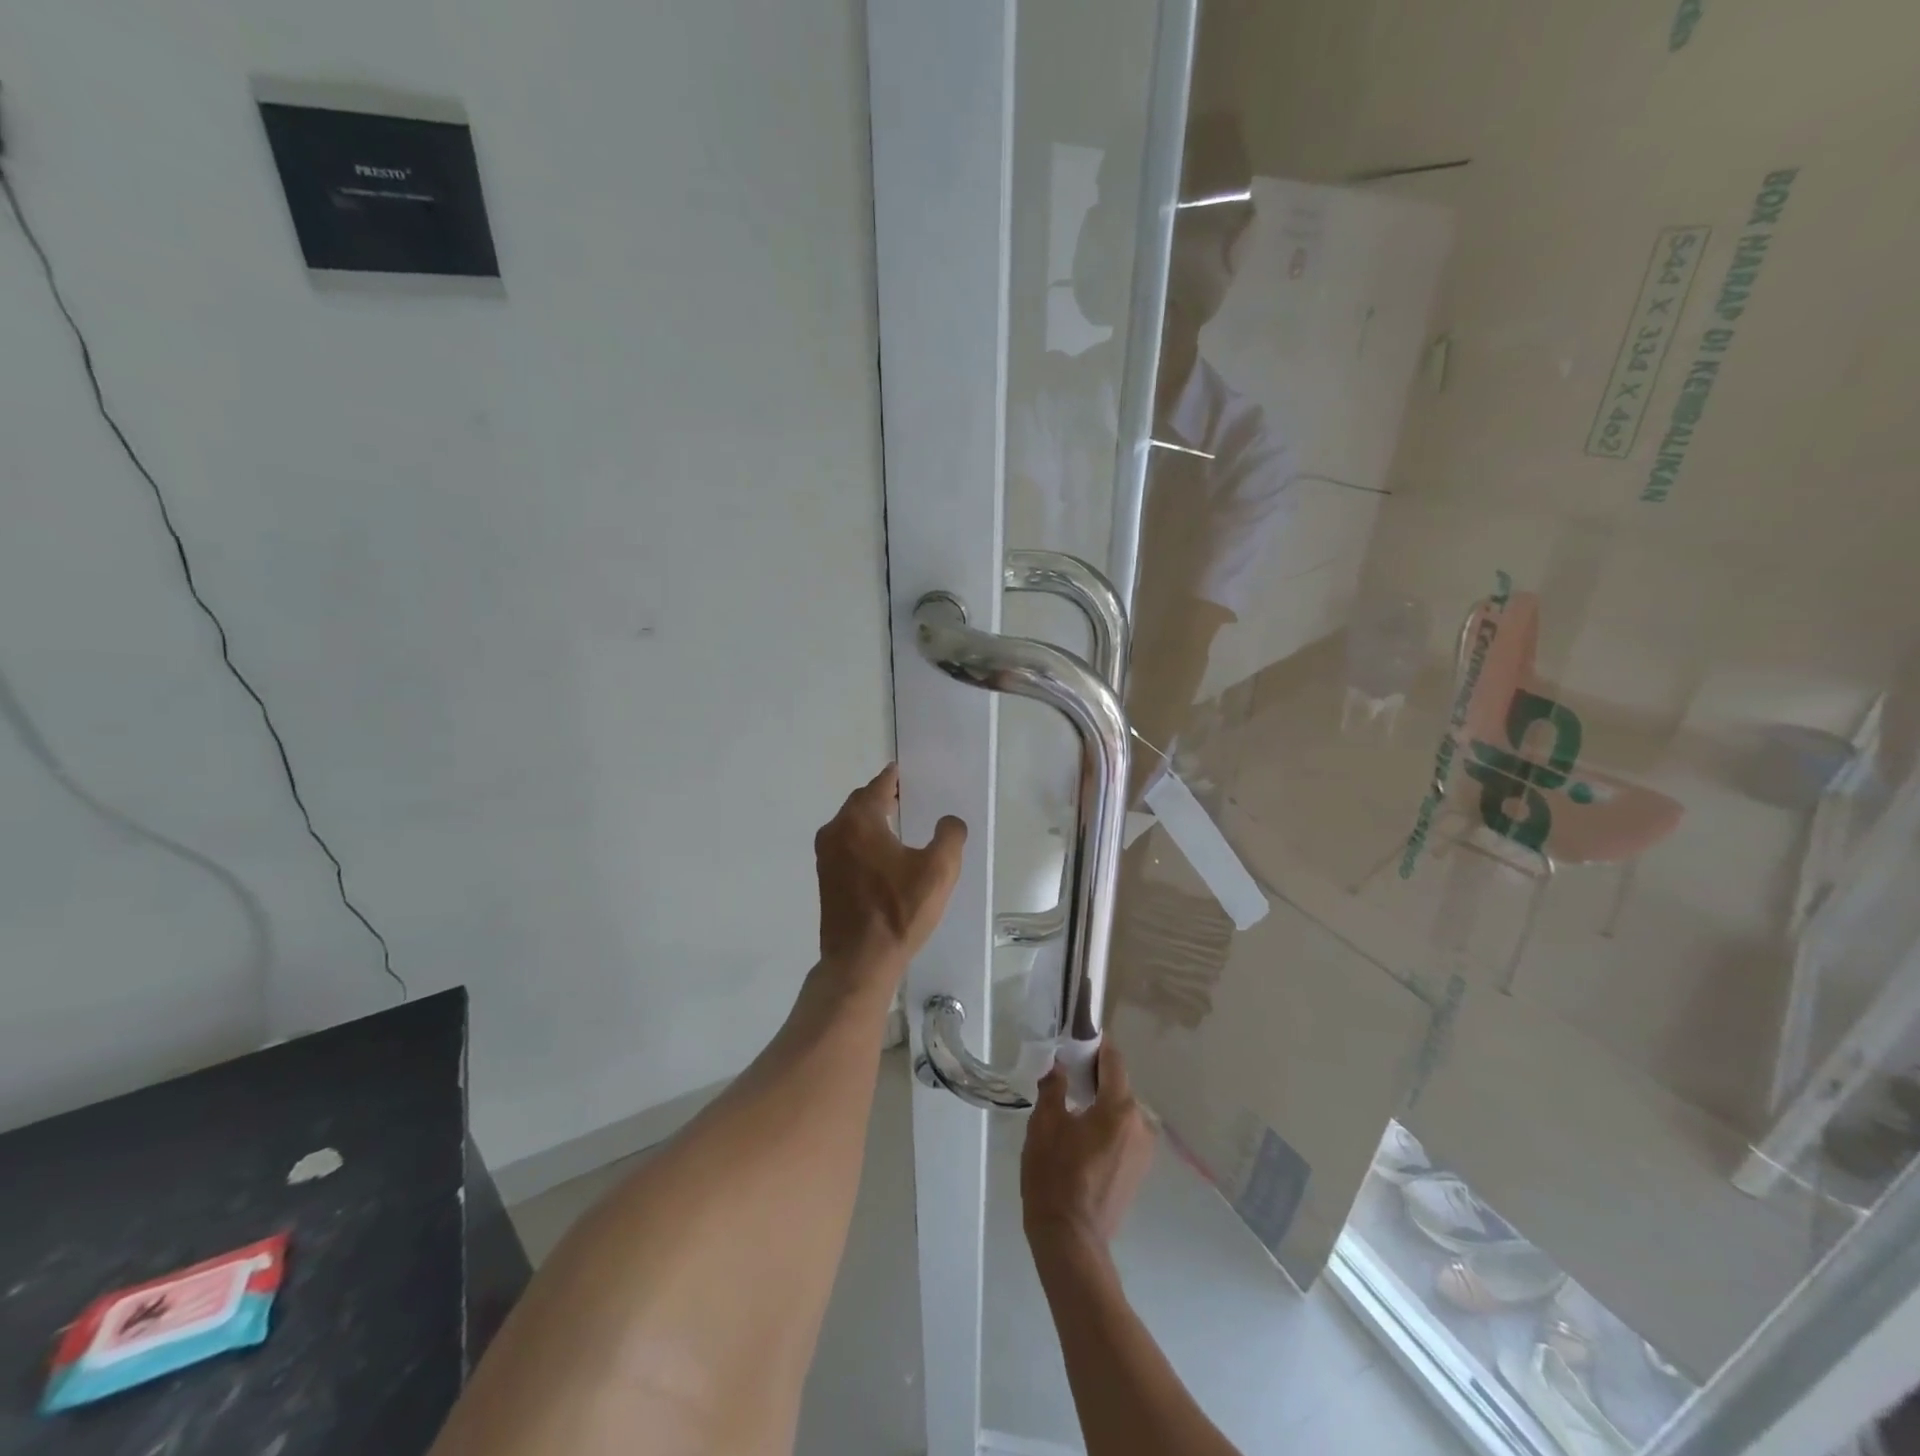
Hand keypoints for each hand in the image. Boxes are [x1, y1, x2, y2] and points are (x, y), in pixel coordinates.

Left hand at [815, 764, 966, 995]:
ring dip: (870, 820)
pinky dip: (862, 840)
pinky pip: (846, 846)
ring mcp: (825, 857)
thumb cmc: (899, 911)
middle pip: (859, 804)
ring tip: (896, 823)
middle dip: (880, 797)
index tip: (902, 772)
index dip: (892, 778)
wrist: (860, 961)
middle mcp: (835, 832)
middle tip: (903, 795)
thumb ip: (950, 836)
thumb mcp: (939, 870)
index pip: (878, 787)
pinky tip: (881, 854)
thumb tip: (949, 822)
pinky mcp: (825, 879)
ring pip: (849, 826)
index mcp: (859, 822)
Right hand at [1021, 1041, 1155, 1254]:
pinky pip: (1122, 1131)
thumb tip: (1060, 1065)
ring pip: (1120, 1109)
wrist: (1071, 1241)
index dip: (1095, 1045)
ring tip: (1069, 1105)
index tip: (1075, 1038)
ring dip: (1099, 1101)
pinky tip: (1081, 1134)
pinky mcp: (1138, 1170)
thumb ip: (1055, 1086)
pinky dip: (1105, 1124)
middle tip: (1064, 1072)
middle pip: (1118, 1084)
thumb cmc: (1055, 1177)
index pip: (1113, 1060)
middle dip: (1093, 1074)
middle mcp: (1140, 1124)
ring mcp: (1143, 1150)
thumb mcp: (1045, 1124)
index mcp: (1120, 1107)